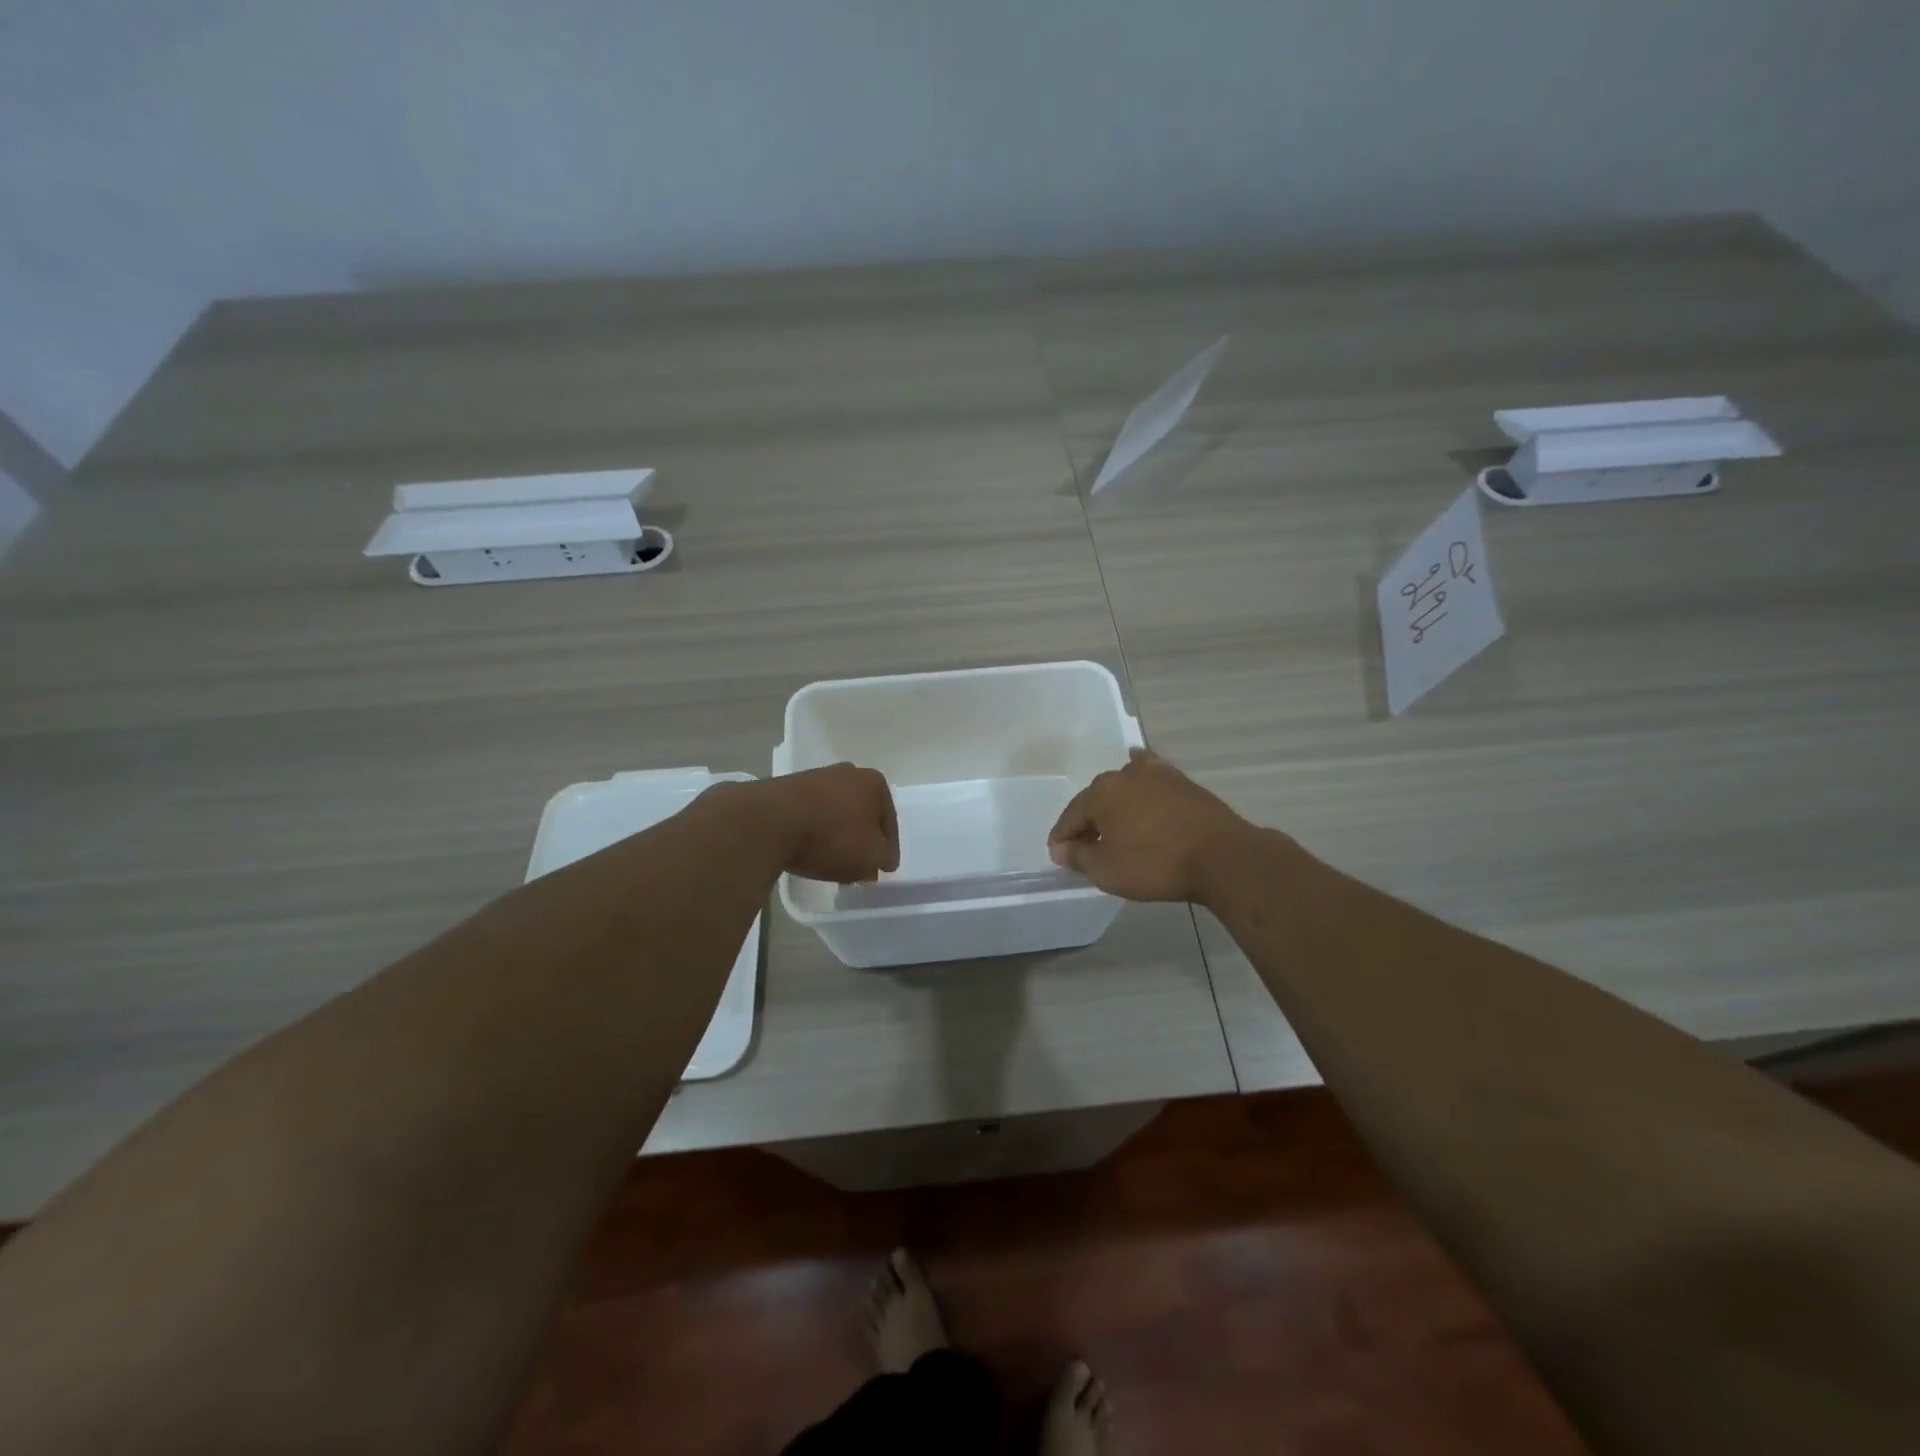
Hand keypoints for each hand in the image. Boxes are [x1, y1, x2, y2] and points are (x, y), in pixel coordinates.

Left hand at [754, 764, 899, 883]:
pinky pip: (811, 814)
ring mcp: (816, 777)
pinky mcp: (788, 788)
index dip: (888, 849)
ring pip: (836, 813)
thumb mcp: (870, 857)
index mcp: (874, 783)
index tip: (884, 869)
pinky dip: (814, 831)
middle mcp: (848, 773)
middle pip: (862, 813)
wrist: (770, 822)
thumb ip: (883, 857)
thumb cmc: (832, 837)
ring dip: (837, 834)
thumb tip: (882, 857)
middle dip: (862, 838)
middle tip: (860, 866)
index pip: (889, 822)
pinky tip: (808, 849)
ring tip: (832, 861)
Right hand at [1048, 749, 1260, 902]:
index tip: (1060, 857)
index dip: (1063, 839)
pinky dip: (1143, 783)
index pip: (1071, 817)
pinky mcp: (1183, 782)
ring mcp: (1157, 775)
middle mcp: (1124, 775)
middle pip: (1097, 801)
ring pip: (1125, 790)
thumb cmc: (1155, 864)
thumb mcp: (1107, 870)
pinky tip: (1141, 774)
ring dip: (1116, 808)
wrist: (1221, 856)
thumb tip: (1061, 848)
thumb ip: (1078, 857)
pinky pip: (1153, 780)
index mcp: (1100, 792)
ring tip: (1117, 829)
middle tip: (1088, 849)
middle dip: (1089, 823)